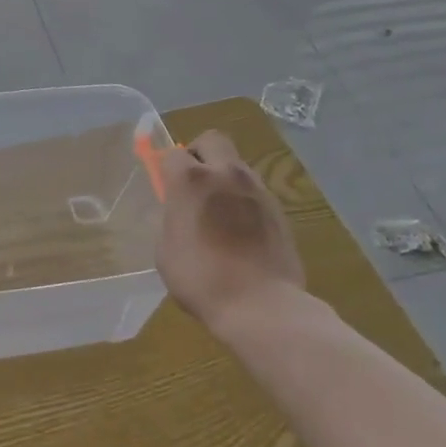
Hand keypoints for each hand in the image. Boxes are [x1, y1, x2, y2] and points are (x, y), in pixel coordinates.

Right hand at [156, 131, 303, 334]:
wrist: (261, 306)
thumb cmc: (201, 279)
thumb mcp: (166, 250)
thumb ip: (172, 220)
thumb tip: (181, 212)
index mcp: (191, 180)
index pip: (174, 154)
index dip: (168, 169)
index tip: (167, 188)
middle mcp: (225, 174)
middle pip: (212, 140)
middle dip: (200, 153)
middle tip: (194, 182)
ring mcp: (257, 190)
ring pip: (237, 165)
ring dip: (225, 178)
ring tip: (220, 212)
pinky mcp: (279, 210)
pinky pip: (255, 192)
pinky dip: (244, 201)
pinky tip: (241, 231)